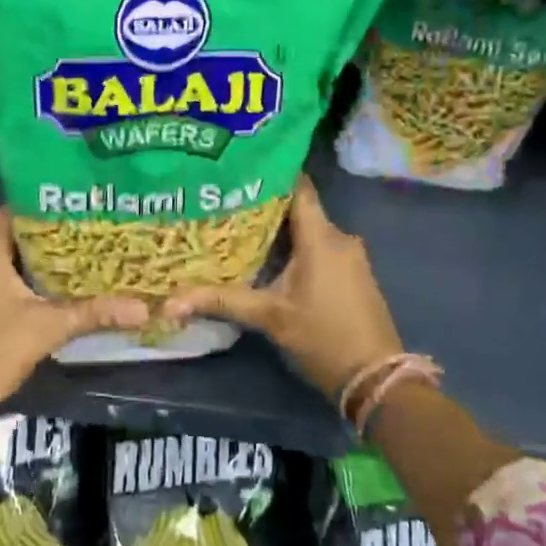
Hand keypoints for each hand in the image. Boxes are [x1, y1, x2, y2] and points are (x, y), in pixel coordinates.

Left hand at [0, 208, 147, 457]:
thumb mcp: (46, 330)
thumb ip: (92, 313)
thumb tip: (143, 308)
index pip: (16, 210)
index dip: (49, 205)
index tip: (83, 206)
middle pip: (14, 234)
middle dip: (52, 234)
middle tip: (93, 232)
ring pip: (7, 258)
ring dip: (39, 259)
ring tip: (82, 256)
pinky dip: (24, 278)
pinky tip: (54, 288)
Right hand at [163, 176, 400, 401]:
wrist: (376, 378)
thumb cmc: (323, 339)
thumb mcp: (270, 318)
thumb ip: (222, 301)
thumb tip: (169, 303)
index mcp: (321, 237)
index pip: (298, 187)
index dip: (271, 173)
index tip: (239, 167)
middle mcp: (339, 237)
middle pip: (299, 208)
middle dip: (265, 205)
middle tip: (226, 201)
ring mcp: (350, 255)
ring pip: (310, 230)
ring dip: (280, 229)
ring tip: (239, 227)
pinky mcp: (353, 273)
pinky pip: (320, 247)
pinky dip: (296, 247)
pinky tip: (269, 257)